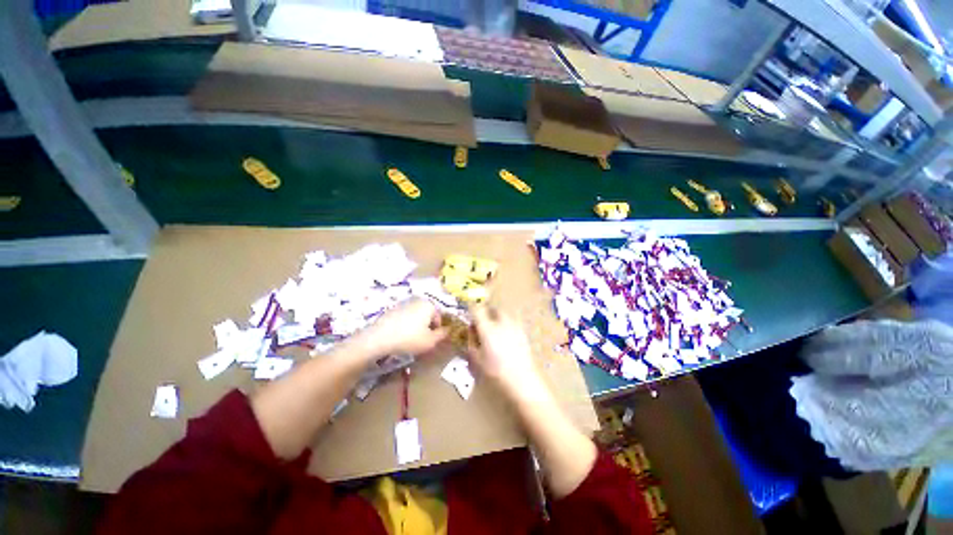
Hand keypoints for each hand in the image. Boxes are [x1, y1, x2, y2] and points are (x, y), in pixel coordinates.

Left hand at [354, 299, 447, 357]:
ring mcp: (403, 303)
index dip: (437, 330)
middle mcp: (418, 300)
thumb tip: (448, 330)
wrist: (378, 338)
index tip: (431, 340)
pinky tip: (400, 336)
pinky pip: (404, 317)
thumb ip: (442, 335)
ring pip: (416, 315)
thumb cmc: (409, 339)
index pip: (439, 317)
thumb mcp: (430, 341)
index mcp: (429, 305)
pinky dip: (405, 325)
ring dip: (416, 325)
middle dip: (427, 326)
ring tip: (410, 339)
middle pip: (428, 314)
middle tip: (422, 340)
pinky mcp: (392, 309)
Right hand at [467, 306, 545, 398]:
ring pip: (505, 314)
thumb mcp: (476, 359)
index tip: (469, 313)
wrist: (522, 380)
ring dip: (498, 317)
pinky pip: (513, 322)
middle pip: (493, 309)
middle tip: (482, 321)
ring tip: (494, 328)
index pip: (477, 310)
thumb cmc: (495, 372)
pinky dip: (507, 324)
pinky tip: (506, 336)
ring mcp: (514, 326)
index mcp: (487, 328)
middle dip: (487, 312)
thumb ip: (471, 342)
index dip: (472, 309)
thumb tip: (471, 331)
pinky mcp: (523, 333)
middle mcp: (501, 323)